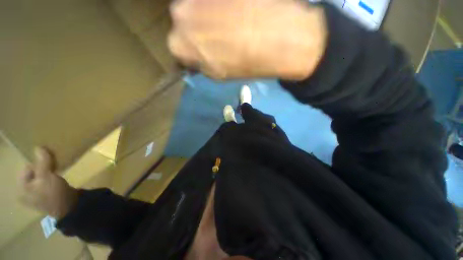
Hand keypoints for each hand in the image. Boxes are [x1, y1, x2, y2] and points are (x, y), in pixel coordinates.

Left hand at [18, 147, 77, 218]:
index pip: (27, 168)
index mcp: (21, 187)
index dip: (38, 164)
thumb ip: (42, 162)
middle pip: (32, 173)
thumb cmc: (53, 192)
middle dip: (43, 169)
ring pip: (39, 178)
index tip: (50, 164)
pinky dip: (50, 179)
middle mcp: (24, 192)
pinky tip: (56, 181)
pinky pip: (44, 184)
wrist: (68, 207)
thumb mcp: (47, 176)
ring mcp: (34, 196)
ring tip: (56, 174)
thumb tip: (38, 147)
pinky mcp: (43, 197)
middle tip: (53, 169)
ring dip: (47, 173)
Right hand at [168, 0, 326, 79]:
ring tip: (231, 25)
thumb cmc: (246, 64)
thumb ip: (202, 65)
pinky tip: (236, 14)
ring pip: (197, 8)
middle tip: (218, 39)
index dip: (193, 53)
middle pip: (184, 24)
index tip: (204, 55)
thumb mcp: (219, 75)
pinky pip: (212, 2)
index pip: (178, 49)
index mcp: (179, 44)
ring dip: (208, 17)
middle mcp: (180, 14)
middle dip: (198, 33)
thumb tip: (197, 59)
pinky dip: (220, 9)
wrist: (279, 37)